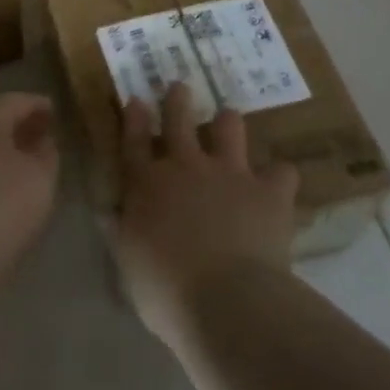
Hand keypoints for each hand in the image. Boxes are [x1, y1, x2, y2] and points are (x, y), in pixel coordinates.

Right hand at [107, 82, 298, 344]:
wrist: (228, 302)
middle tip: (179, 87)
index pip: (133, 141)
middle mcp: (186, 166)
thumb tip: (109, 212)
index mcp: (147, 184)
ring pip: (229, 128)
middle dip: (177, 100)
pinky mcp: (268, 190)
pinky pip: (281, 172)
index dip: (133, 118)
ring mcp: (229, 173)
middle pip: (178, 119)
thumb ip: (120, 232)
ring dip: (228, 123)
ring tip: (229, 121)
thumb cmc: (166, 291)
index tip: (136, 99)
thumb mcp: (128, 264)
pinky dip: (279, 177)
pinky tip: (279, 183)